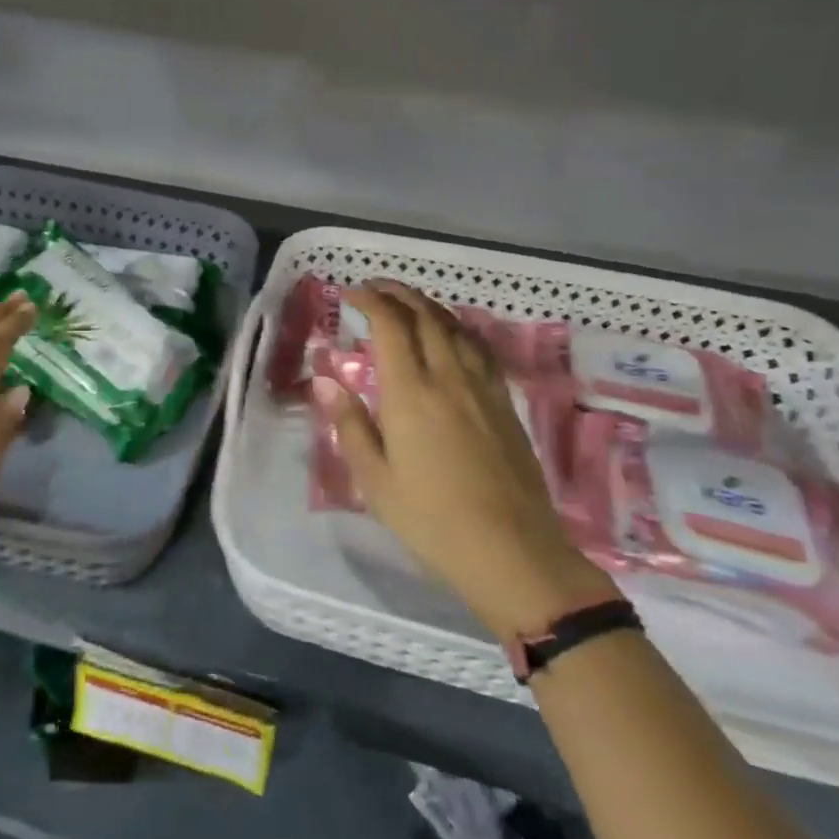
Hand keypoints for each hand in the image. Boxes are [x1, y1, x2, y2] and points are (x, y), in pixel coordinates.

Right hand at [311, 282, 613, 638]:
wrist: (512, 551)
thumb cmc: (431, 519)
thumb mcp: (375, 480)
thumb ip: (351, 425)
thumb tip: (326, 380)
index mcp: (410, 392)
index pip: (390, 325)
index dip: (371, 300)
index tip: (352, 294)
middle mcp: (447, 377)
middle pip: (425, 316)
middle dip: (399, 293)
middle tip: (377, 288)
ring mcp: (481, 388)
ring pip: (455, 328)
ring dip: (429, 306)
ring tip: (409, 303)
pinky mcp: (504, 404)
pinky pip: (479, 349)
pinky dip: (459, 329)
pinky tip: (453, 336)